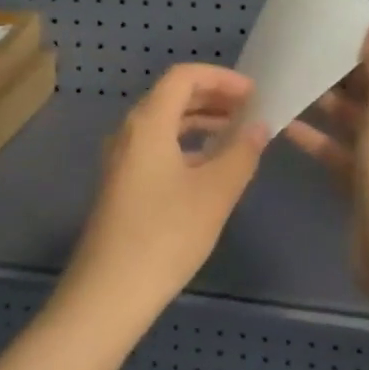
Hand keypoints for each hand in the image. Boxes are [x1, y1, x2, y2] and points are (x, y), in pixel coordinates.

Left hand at [63, 65, 269, 324]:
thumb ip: (241, 153)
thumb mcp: (214, 193)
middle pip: (173, 96)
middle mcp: (130, 131)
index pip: (184, 76)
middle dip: (214, 98)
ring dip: (201, 121)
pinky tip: (210, 166)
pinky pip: (158, 146)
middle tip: (252, 111)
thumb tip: (260, 125)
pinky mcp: (123, 183)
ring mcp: (122, 158)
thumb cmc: (165, 235)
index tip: (254, 93)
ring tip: (238, 135)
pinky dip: (187, 144)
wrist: (108, 293)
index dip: (221, 78)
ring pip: (165, 123)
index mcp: (148, 122)